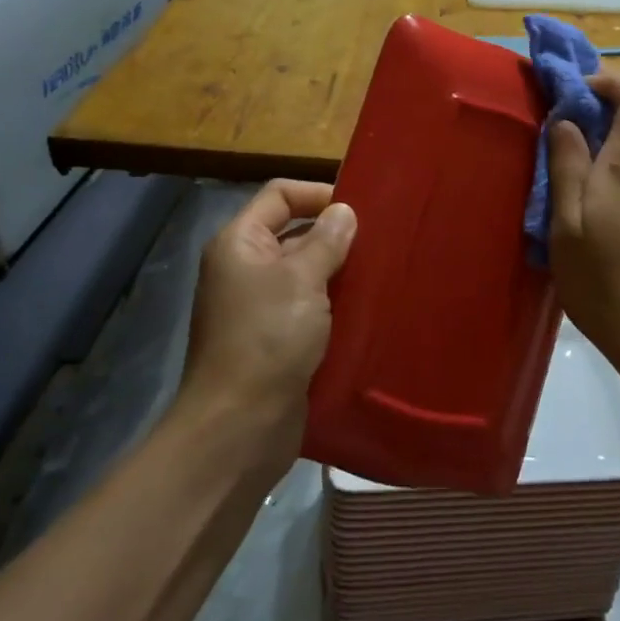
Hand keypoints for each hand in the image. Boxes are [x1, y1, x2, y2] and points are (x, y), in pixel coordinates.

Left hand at [181, 181, 356, 452]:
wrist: (240, 426)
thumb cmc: (269, 338)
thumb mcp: (302, 280)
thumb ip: (326, 240)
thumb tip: (344, 211)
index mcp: (240, 242)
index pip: (280, 195)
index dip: (318, 194)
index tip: (360, 211)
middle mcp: (244, 268)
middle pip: (293, 233)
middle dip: (334, 235)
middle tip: (379, 243)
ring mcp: (258, 306)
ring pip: (304, 273)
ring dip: (337, 273)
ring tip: (379, 273)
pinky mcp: (274, 339)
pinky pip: (307, 308)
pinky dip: (332, 306)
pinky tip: (365, 310)